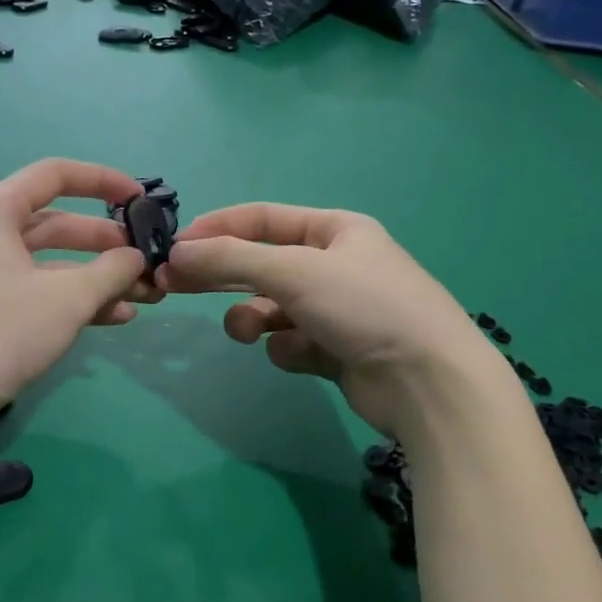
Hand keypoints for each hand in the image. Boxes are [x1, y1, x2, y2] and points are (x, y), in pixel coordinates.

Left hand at [0, 159, 154, 419]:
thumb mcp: (67, 299)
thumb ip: (111, 270)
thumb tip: (137, 257)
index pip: (55, 174)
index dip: (103, 181)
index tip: (140, 200)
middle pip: (56, 223)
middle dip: (105, 243)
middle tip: (145, 261)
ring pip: (49, 263)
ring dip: (95, 278)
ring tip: (141, 296)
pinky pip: (35, 291)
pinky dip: (71, 300)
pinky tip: (114, 318)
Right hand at [158, 203, 490, 434]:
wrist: (428, 382)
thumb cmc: (364, 306)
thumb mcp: (294, 271)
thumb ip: (231, 259)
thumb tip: (178, 251)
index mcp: (335, 231)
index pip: (264, 219)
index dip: (218, 228)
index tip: (177, 245)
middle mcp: (335, 266)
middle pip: (261, 263)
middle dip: (222, 275)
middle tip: (173, 284)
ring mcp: (336, 310)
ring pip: (271, 308)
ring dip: (253, 318)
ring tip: (249, 332)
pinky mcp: (335, 351)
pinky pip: (291, 342)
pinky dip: (289, 349)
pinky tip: (306, 356)